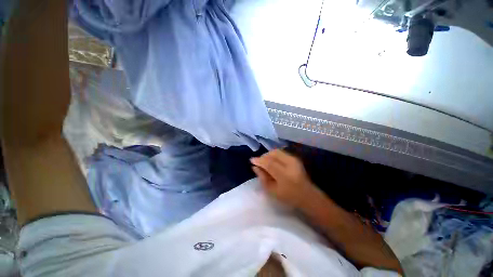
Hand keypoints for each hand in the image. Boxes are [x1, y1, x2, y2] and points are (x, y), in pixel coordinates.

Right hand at [250, 149, 321, 208]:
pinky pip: (281, 152)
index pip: (269, 163)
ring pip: (277, 151)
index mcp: (285, 175)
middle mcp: (290, 164)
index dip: (259, 160)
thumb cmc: (288, 197)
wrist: (308, 196)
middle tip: (258, 162)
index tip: (251, 160)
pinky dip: (274, 155)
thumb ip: (262, 177)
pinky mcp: (295, 158)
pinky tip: (271, 161)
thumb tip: (254, 166)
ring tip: (264, 162)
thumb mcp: (272, 191)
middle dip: (263, 156)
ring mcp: (294, 160)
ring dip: (268, 155)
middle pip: (273, 154)